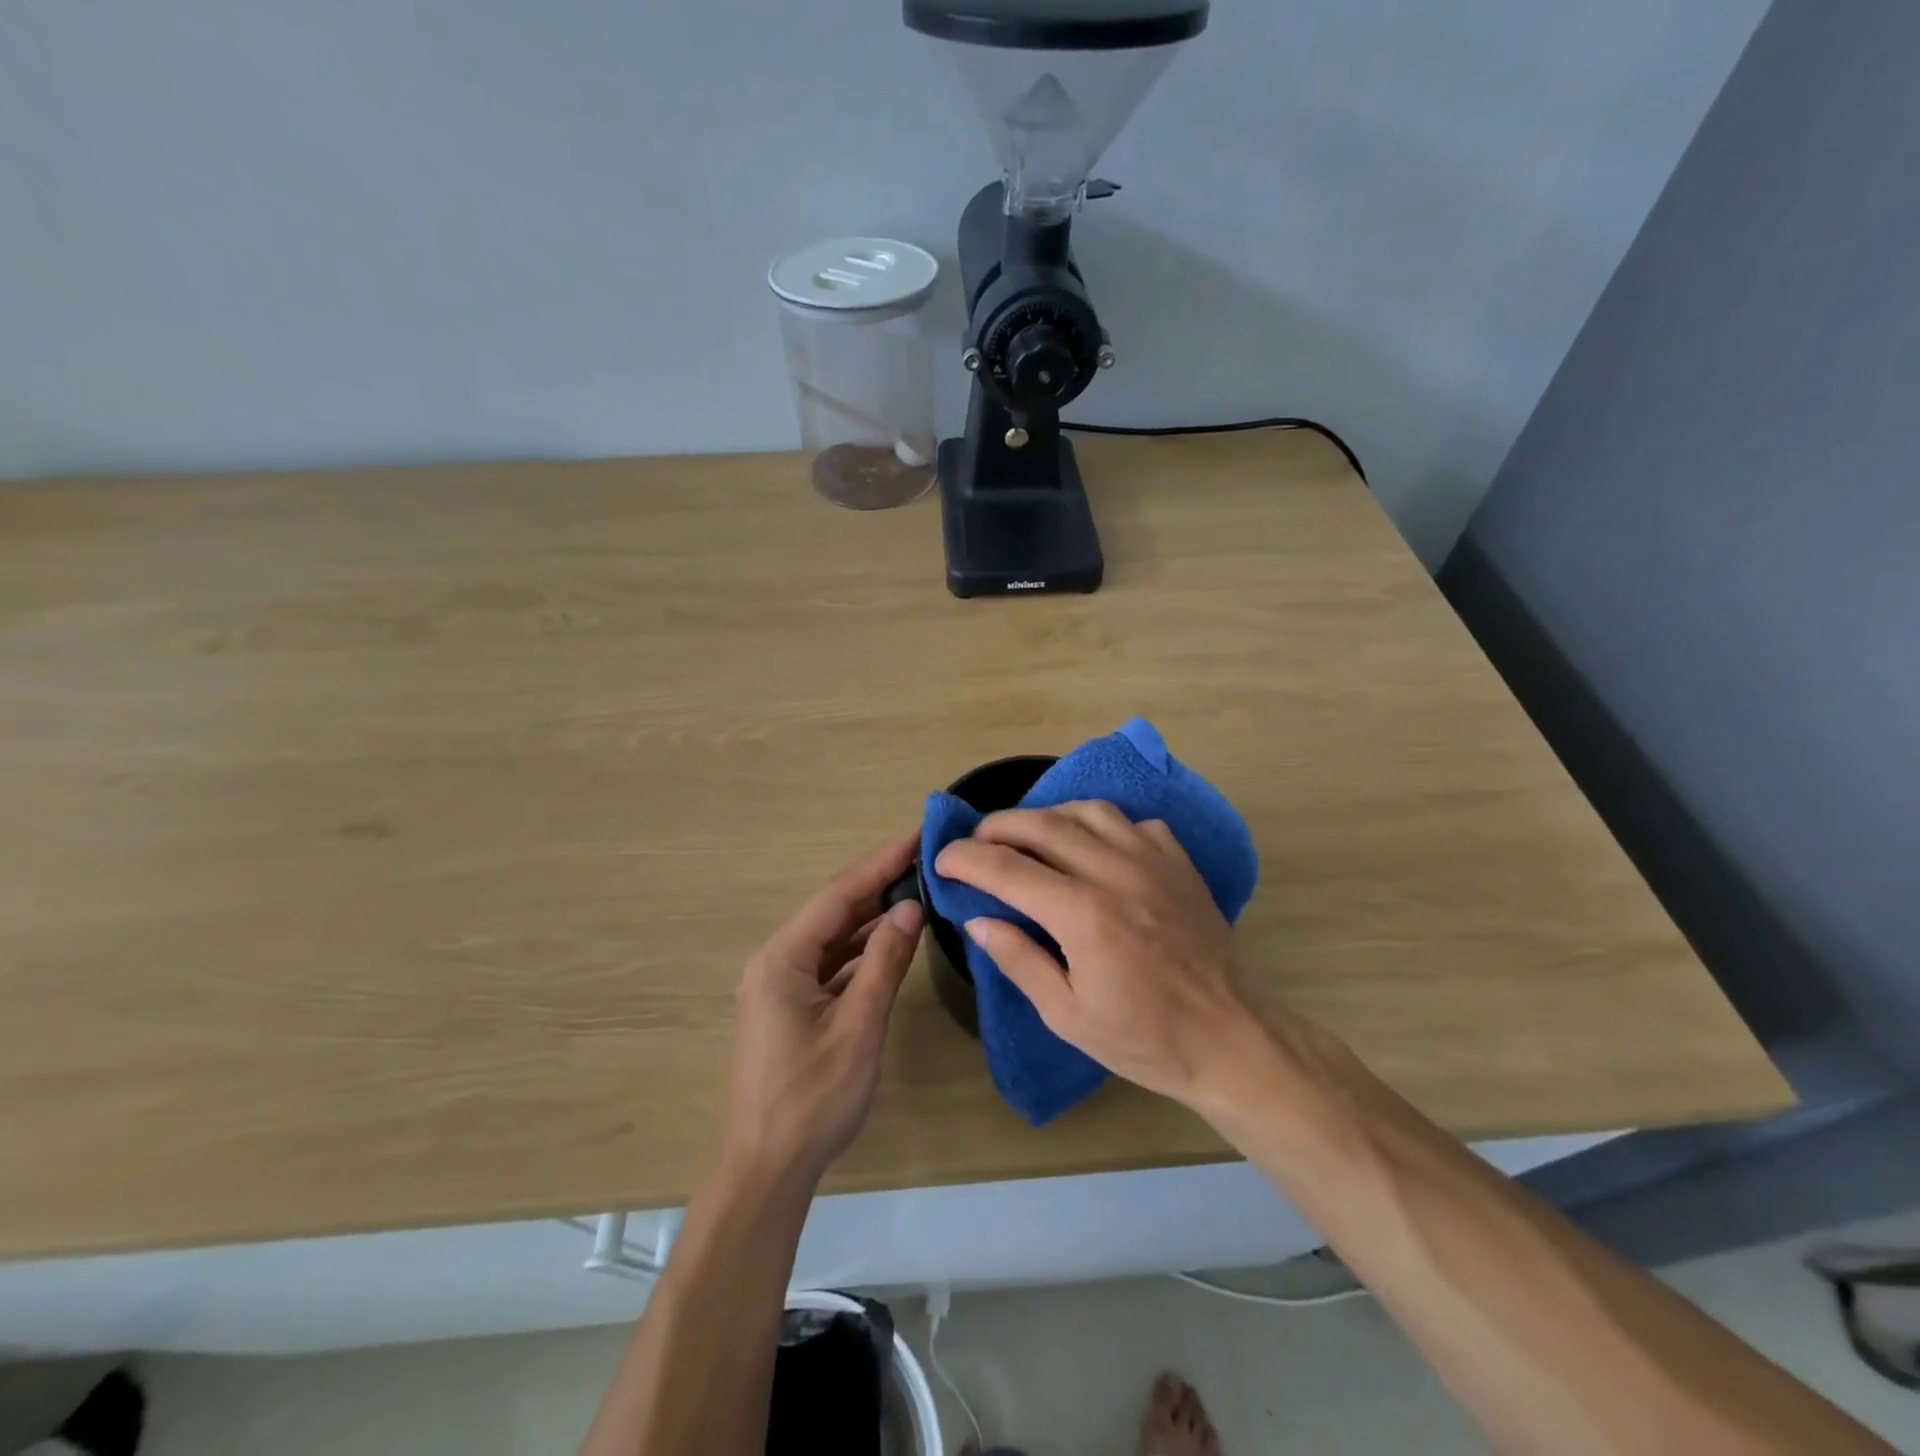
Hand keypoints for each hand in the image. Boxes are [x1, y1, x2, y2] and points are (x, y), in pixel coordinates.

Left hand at [721, 831, 924, 1183]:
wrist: (766, 1170)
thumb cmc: (812, 1100)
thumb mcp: (858, 1027)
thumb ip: (884, 963)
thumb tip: (909, 906)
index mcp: (782, 959)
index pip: (839, 895)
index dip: (880, 862)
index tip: (916, 835)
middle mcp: (776, 961)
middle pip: (834, 911)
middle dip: (879, 884)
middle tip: (925, 859)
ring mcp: (781, 985)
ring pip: (833, 937)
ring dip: (872, 917)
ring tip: (917, 891)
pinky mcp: (791, 1006)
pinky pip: (831, 964)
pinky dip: (862, 950)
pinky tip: (892, 941)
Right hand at [935, 802, 1256, 1107]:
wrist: (1231, 1038)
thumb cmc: (1145, 1039)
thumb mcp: (1068, 1016)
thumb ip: (1019, 961)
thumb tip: (978, 920)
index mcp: (1084, 916)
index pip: (1007, 868)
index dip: (965, 859)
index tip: (942, 859)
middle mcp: (1116, 873)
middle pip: (1042, 825)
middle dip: (997, 826)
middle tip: (975, 842)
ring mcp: (1153, 860)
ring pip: (1087, 811)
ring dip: (1046, 815)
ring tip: (1027, 835)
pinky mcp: (1178, 862)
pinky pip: (1131, 822)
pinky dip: (1099, 824)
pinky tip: (1092, 846)